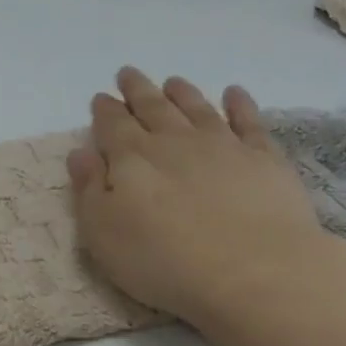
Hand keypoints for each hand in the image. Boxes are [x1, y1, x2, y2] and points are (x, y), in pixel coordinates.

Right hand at [67, 67, 345, 339]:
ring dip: (182, 93)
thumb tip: (81, 152)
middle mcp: (174, 142)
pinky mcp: (264, 159)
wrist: (253, 272)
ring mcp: (223, 146)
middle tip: (128, 73)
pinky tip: (235, 93)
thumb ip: (88, 189)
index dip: (104, 110)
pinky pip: (249, 122)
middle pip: (152, 107)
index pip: (112, 125)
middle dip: (137, 90)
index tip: (101, 97)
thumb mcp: (103, 232)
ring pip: (196, 108)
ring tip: (172, 81)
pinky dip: (240, 104)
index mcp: (131, 158)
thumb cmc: (163, 260)